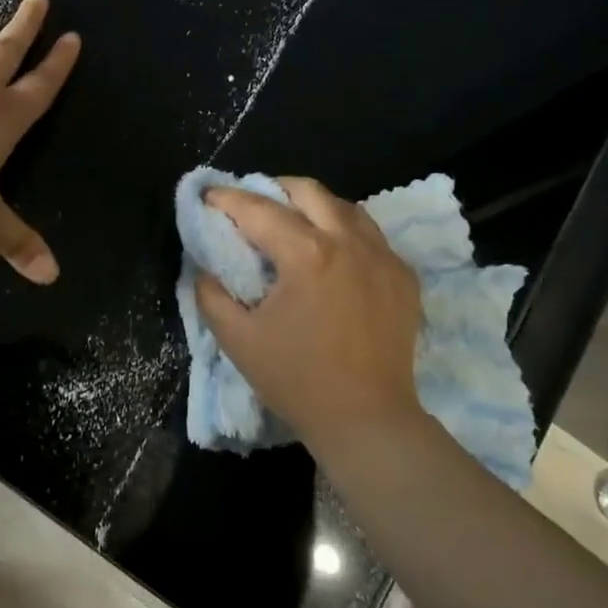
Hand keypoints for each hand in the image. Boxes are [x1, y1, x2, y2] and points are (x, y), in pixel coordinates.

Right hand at [196, 177, 424, 442]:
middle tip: (252, 205)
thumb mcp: (237, 339)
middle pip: (308, 191)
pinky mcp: (404, 276)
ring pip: (345, 207)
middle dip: (273, 188)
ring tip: (293, 223)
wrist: (367, 420)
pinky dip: (345, 232)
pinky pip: (371, 235)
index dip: (227, 198)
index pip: (259, 210)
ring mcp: (383, 257)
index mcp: (306, 254)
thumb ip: (211, 294)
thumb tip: (204, 266)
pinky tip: (333, 254)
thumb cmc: (296, 380)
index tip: (208, 195)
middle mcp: (348, 242)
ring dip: (313, 206)